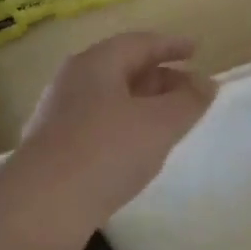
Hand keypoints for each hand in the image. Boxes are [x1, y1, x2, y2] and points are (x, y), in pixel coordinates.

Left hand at [6, 31, 216, 240]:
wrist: (43, 206)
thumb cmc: (106, 152)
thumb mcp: (160, 124)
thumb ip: (189, 101)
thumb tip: (207, 83)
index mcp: (96, 64)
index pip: (140, 43)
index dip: (171, 46)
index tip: (196, 50)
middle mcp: (74, 82)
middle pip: (123, 69)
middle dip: (160, 77)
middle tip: (190, 91)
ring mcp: (60, 115)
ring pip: (111, 99)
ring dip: (143, 105)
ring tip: (170, 122)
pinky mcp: (55, 148)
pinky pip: (99, 126)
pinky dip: (125, 128)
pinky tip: (138, 150)